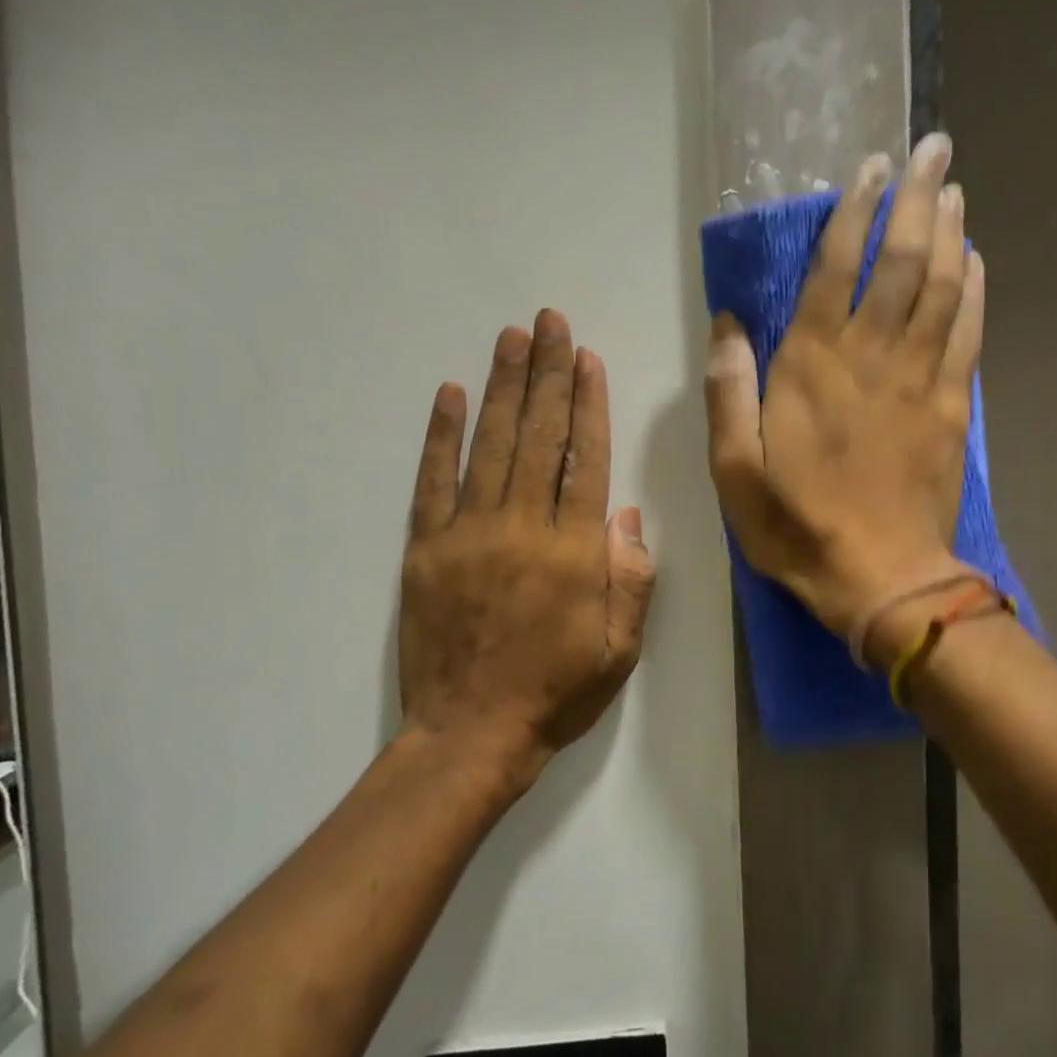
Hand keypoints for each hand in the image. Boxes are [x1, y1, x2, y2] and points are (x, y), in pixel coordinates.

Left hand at [398, 310, 656, 797]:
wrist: (471, 734)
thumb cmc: (556, 693)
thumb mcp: (619, 648)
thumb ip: (630, 578)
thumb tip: (626, 513)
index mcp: (574, 551)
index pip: (583, 460)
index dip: (587, 405)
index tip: (586, 359)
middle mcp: (521, 528)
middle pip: (537, 436)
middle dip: (546, 374)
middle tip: (549, 322)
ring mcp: (467, 533)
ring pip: (489, 445)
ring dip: (502, 387)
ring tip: (511, 338)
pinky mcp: (426, 548)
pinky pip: (433, 480)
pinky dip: (440, 435)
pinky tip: (450, 394)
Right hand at [705, 134, 982, 642]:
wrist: (881, 578)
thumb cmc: (797, 527)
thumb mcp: (734, 471)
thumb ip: (728, 393)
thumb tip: (727, 326)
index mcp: (812, 367)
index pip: (837, 269)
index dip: (854, 212)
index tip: (869, 169)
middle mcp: (870, 357)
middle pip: (903, 261)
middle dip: (917, 198)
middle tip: (933, 147)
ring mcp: (919, 379)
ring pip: (943, 287)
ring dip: (951, 231)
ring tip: (954, 188)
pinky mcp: (950, 407)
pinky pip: (968, 333)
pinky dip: (976, 290)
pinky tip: (977, 260)